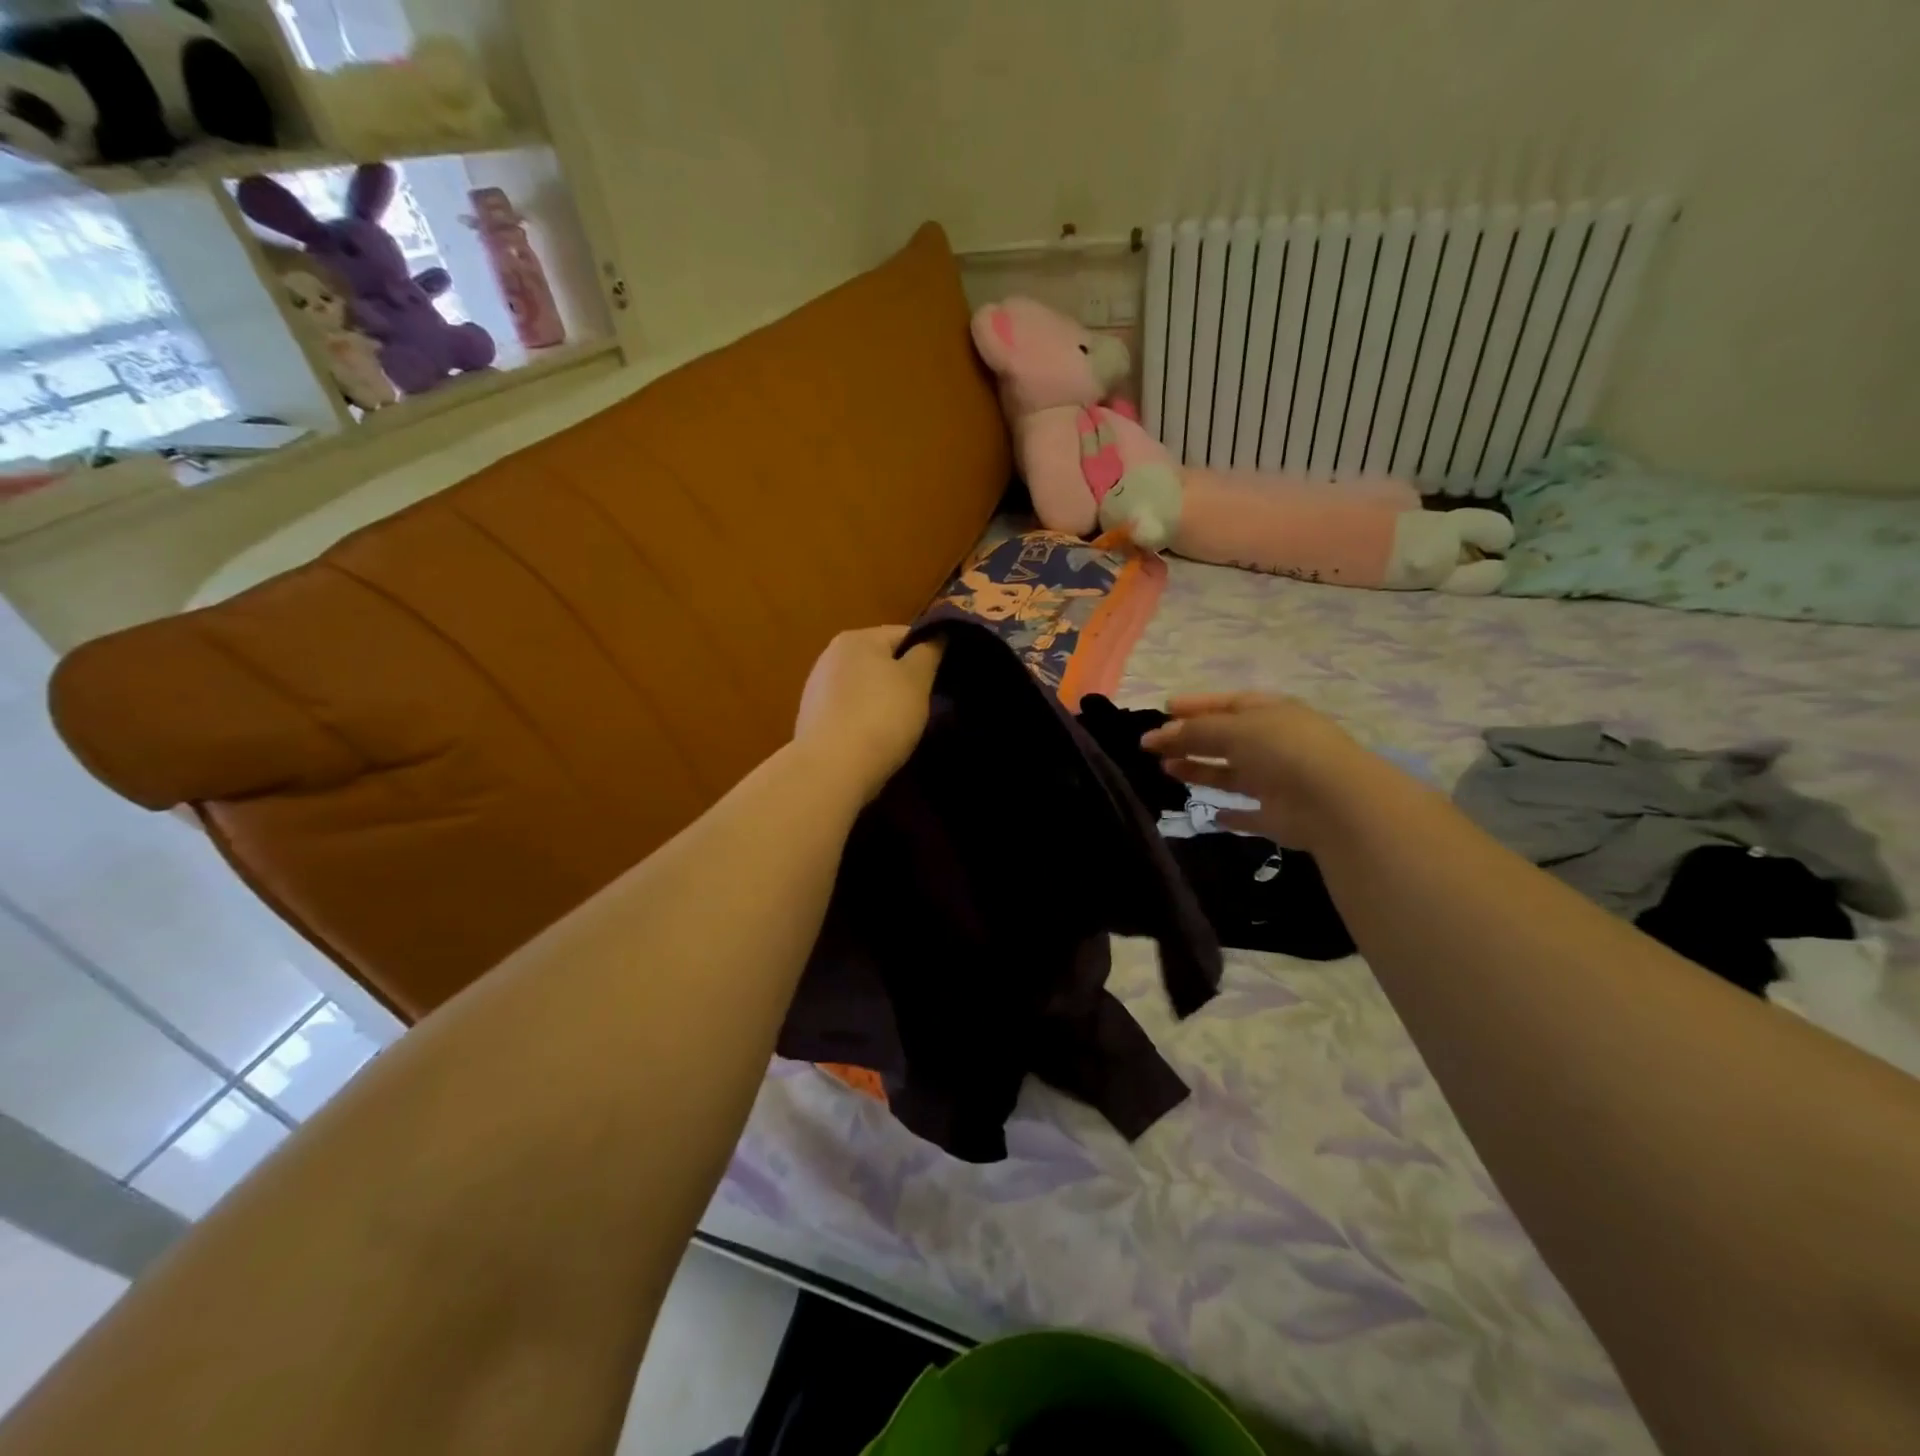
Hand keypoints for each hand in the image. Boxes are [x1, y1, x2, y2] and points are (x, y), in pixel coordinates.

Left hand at [795, 626, 941, 800]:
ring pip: (864, 688)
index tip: (942, 678)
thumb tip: (937, 634)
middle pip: (881, 661)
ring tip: (902, 727)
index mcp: (856, 638)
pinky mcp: (811, 721)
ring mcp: (816, 689)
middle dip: (904, 679)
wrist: (832, 769)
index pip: (904, 634)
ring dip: (883, 702)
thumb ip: (929, 652)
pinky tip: (875, 741)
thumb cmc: (881, 715)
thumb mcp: (917, 680)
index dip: (928, 652)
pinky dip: (864, 721)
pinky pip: (849, 712)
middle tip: (925, 705)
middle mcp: (830, 656)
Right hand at [1140, 693, 1375, 847]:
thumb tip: (1156, 735)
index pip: (1226, 704)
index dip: (1194, 706)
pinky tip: (1210, 814)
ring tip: (1166, 770)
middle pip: (1224, 739)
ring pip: (1231, 773)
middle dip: (1189, 739)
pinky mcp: (1279, 816)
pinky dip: (1231, 814)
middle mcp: (1274, 743)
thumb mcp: (1233, 730)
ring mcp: (1278, 780)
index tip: (1163, 710)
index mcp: (1269, 713)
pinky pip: (1249, 814)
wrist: (1335, 802)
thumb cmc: (1283, 750)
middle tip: (1151, 745)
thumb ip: (1193, 732)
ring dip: (1200, 770)